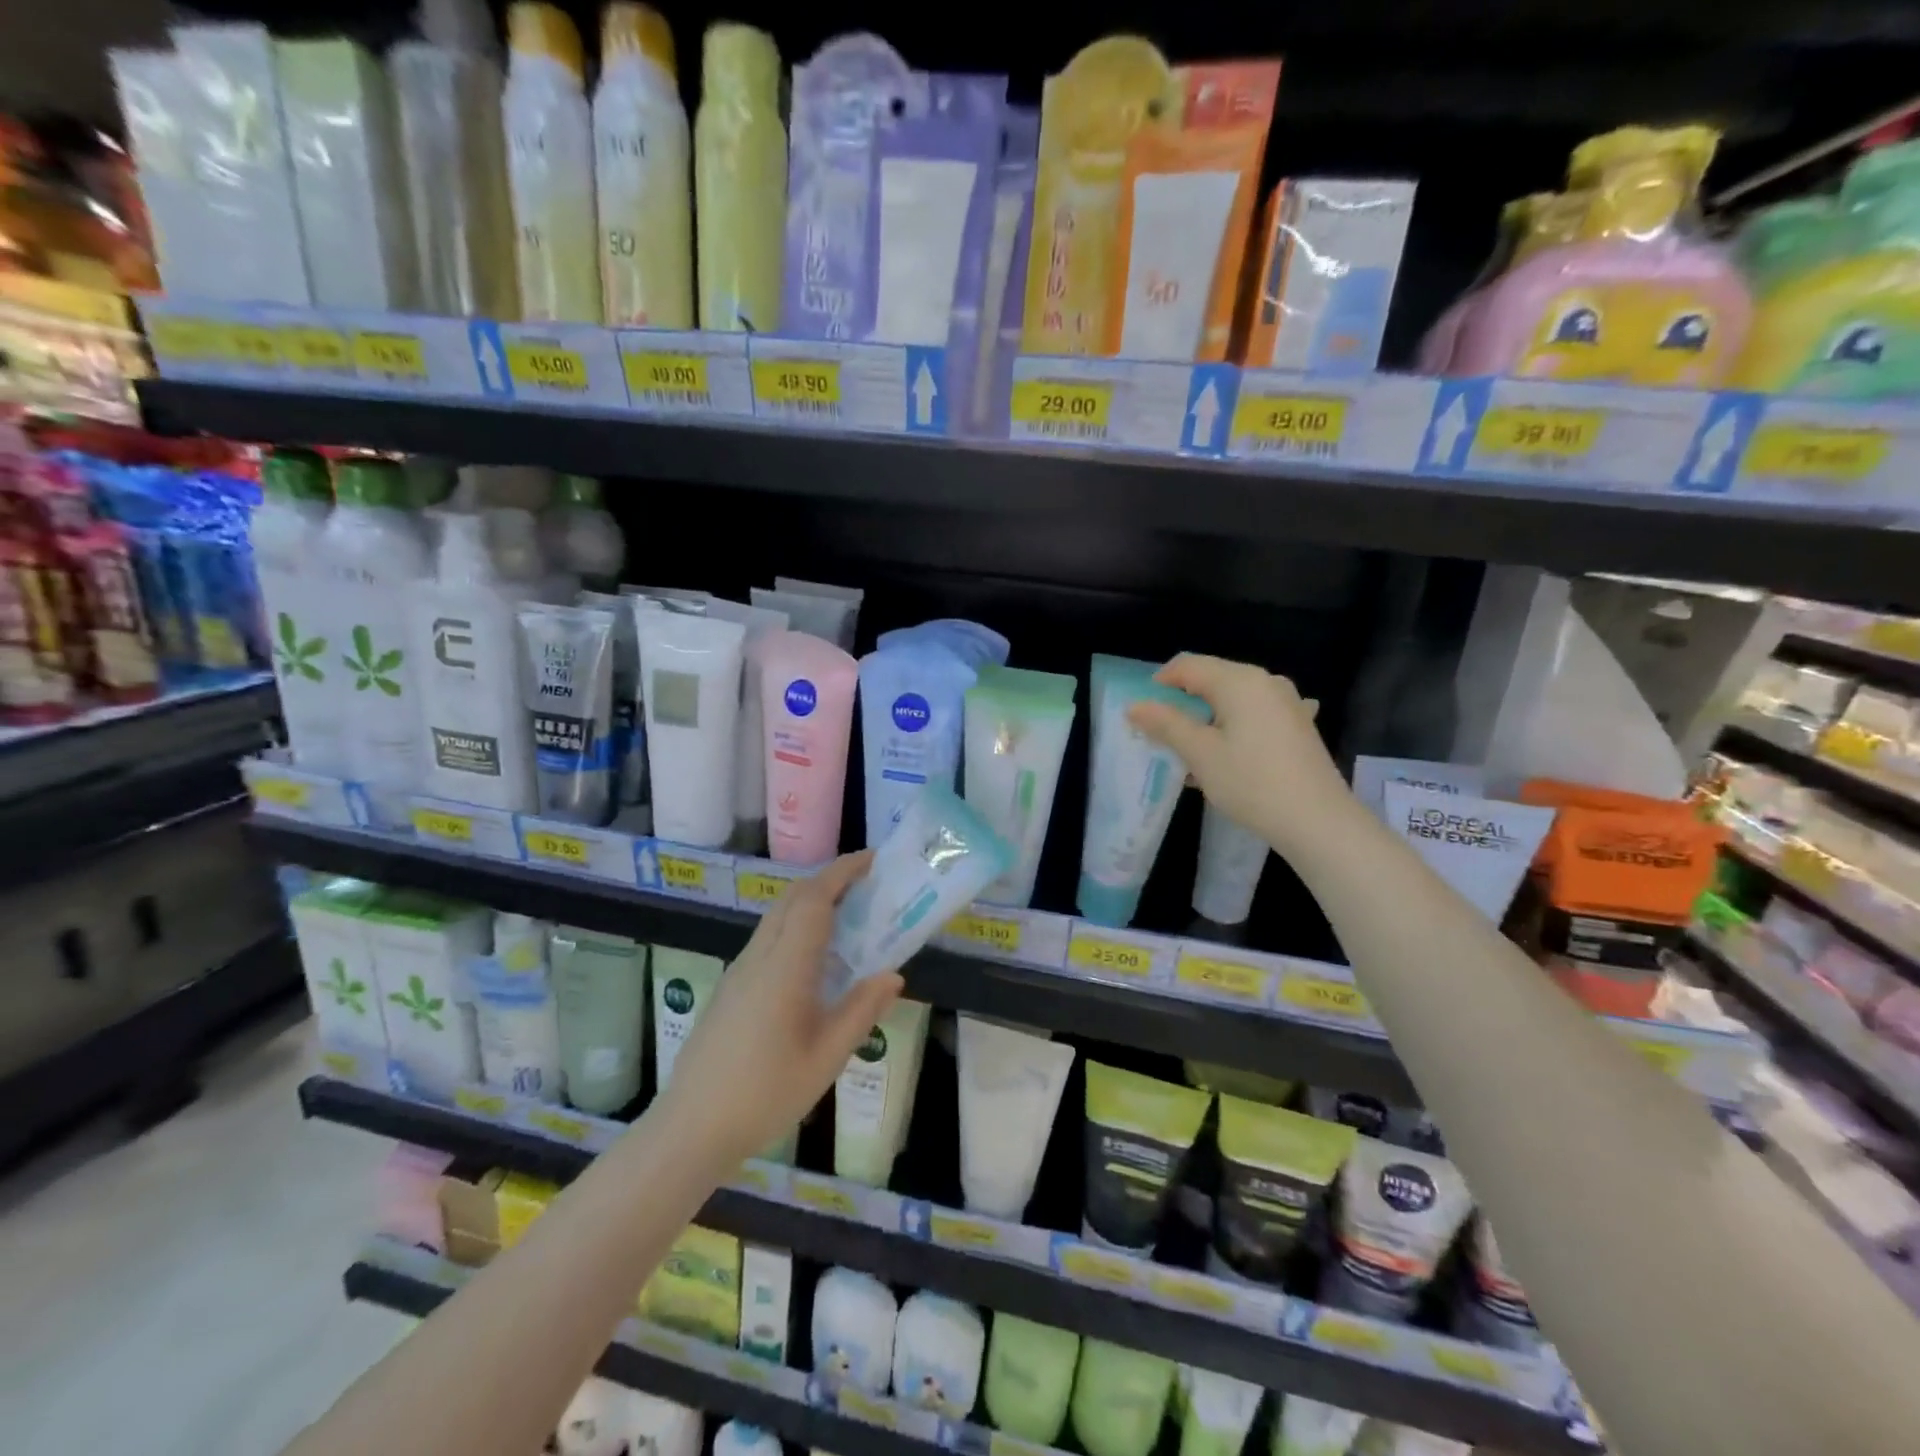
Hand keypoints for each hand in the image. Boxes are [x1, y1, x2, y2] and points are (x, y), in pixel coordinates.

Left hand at [659, 851, 902, 1166]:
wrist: (691, 1128)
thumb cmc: (766, 1094)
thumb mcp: (827, 1057)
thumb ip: (861, 1010)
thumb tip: (893, 975)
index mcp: (785, 967)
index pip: (813, 899)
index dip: (843, 872)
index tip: (873, 861)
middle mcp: (759, 957)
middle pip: (792, 897)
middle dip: (829, 879)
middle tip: (867, 885)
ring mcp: (740, 970)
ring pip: (777, 916)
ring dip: (811, 901)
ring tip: (848, 917)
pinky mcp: (731, 986)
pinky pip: (768, 937)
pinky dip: (796, 925)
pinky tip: (815, 958)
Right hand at [1127, 653, 1351, 858]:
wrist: (1318, 821)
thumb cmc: (1252, 783)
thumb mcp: (1200, 754)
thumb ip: (1166, 724)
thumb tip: (1135, 706)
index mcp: (1240, 681)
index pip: (1189, 665)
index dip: (1160, 682)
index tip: (1142, 711)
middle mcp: (1266, 682)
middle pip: (1213, 678)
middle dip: (1182, 701)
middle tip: (1161, 733)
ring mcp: (1287, 703)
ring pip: (1233, 698)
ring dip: (1207, 717)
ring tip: (1191, 748)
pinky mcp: (1298, 725)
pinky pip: (1255, 715)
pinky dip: (1234, 726)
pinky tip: (1230, 751)